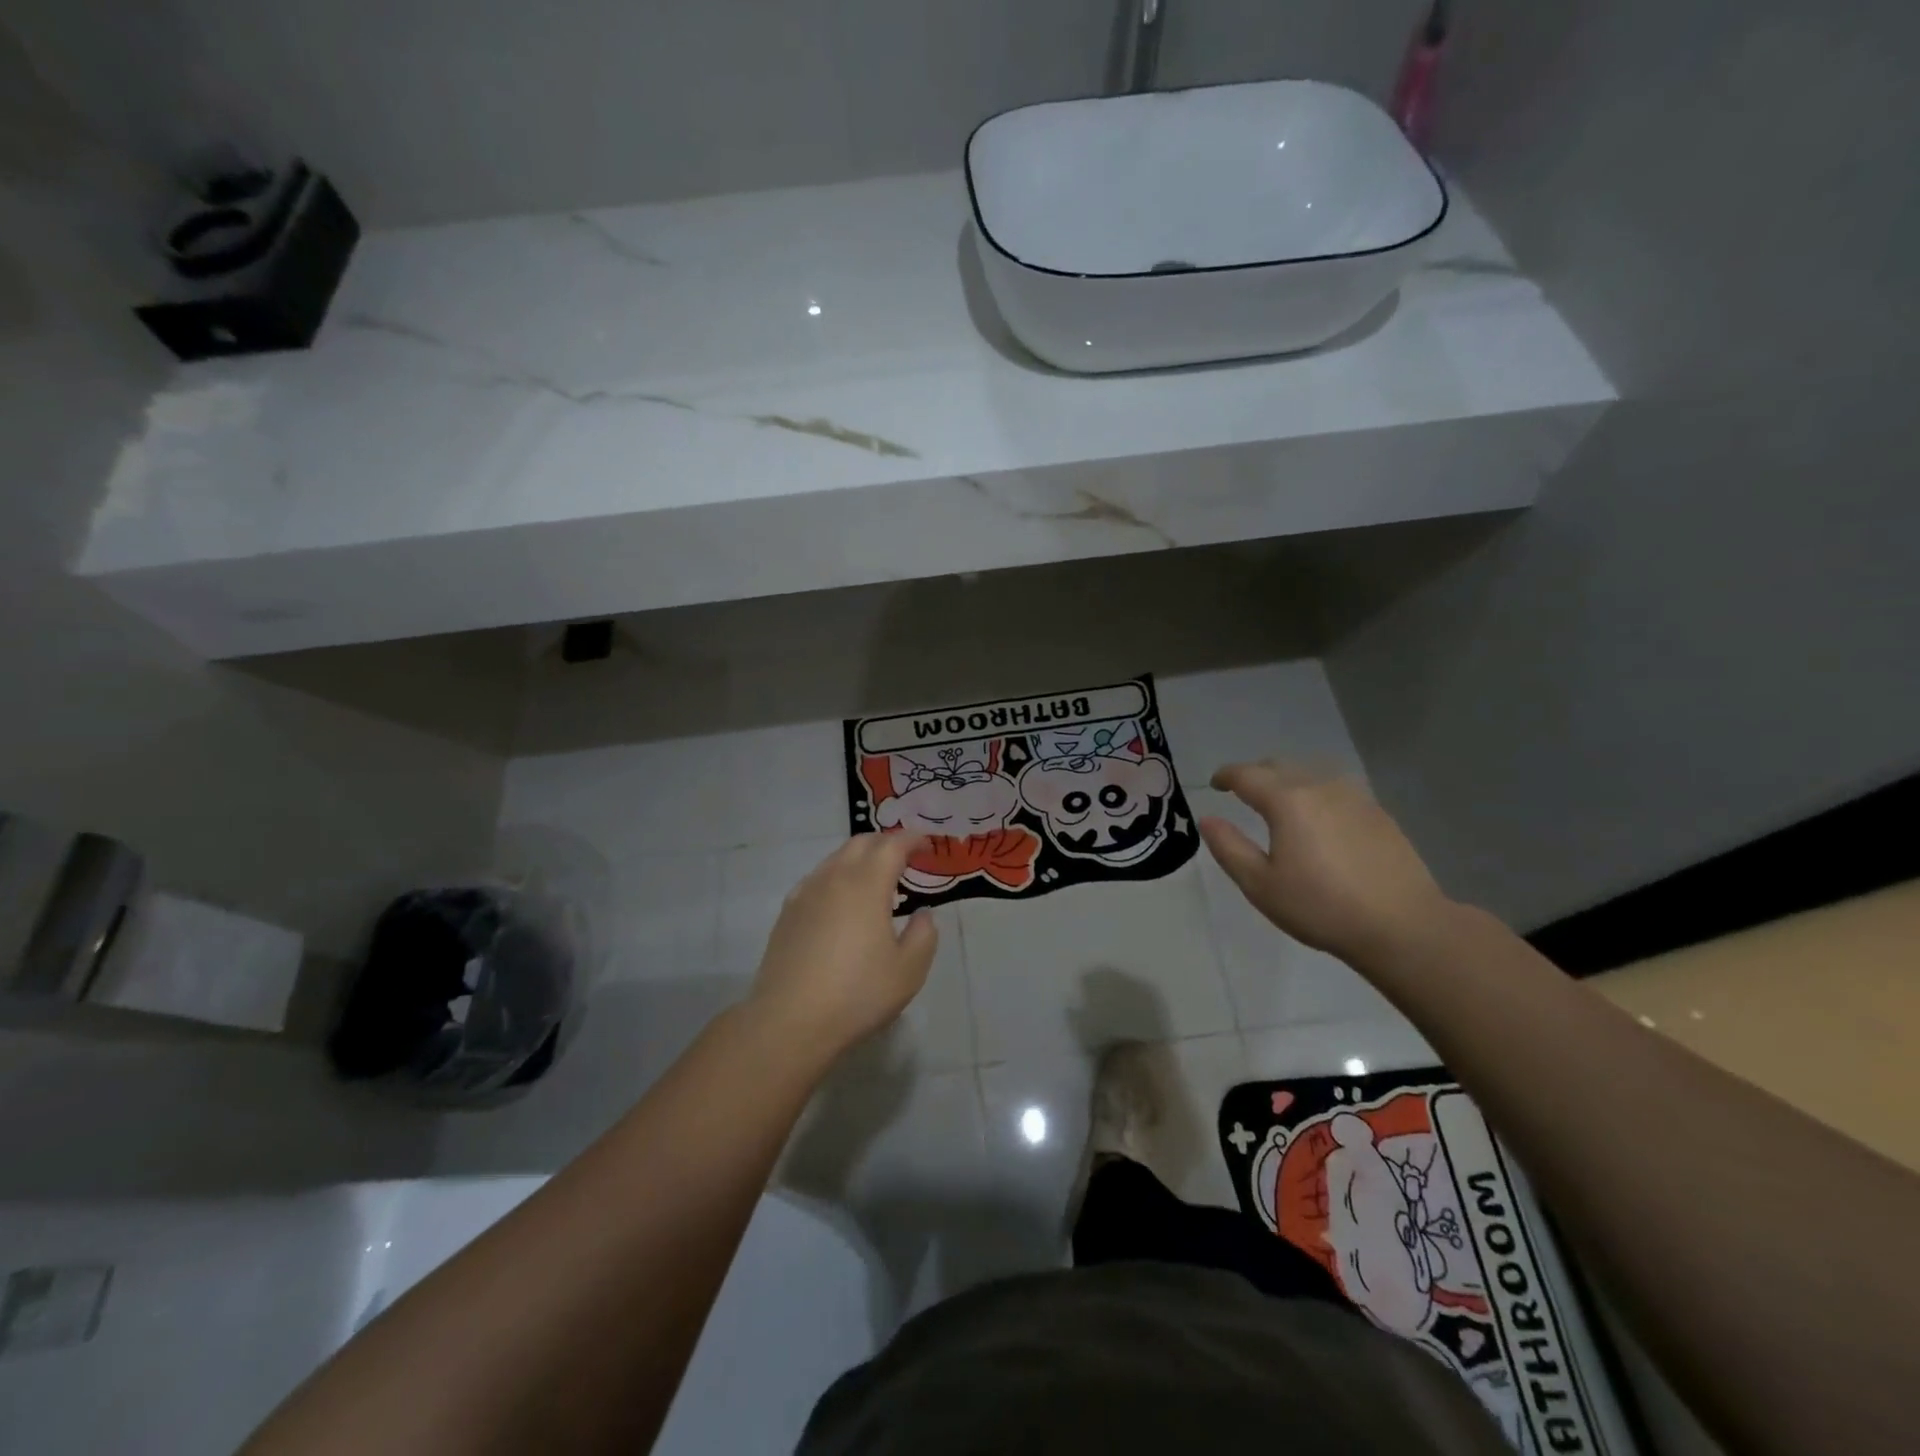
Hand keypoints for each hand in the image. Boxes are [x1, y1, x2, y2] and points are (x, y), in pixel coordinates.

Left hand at [746, 834, 938, 1068]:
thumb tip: (923, 913)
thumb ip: (924, 935)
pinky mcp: (787, 912)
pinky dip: (837, 876)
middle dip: (886, 843)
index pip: (893, 845)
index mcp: (867, 884)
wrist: (790, 1021)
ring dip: (860, 858)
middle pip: (862, 843)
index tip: (928, 846)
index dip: (913, 840)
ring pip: (836, 858)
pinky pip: (817, 878)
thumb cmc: (857, 994)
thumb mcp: (909, 970)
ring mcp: (806, 893)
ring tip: (876, 881)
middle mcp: (834, 878)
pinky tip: (841, 902)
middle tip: (905, 859)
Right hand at [1199, 761, 1452, 963]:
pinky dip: (1316, 794)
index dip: (1226, 776)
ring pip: (1310, 774)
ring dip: (1287, 781)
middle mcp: (1319, 787)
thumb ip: (1229, 847)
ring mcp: (1354, 797)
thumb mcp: (1260, 885)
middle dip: (1256, 775)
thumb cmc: (1321, 907)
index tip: (1215, 784)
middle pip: (1279, 766)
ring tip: (1279, 804)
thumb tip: (1208, 819)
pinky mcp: (1378, 813)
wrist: (1402, 926)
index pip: (1247, 775)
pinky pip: (1336, 789)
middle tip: (1242, 793)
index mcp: (1287, 800)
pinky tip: (1319, 819)